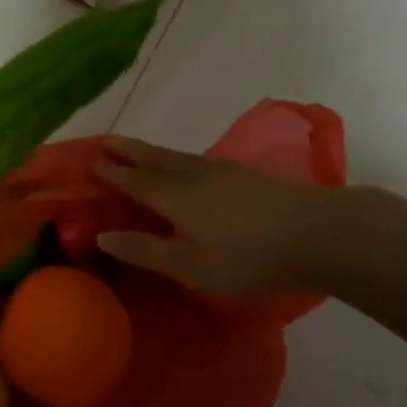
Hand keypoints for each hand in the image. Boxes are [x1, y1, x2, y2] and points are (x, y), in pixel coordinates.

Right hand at [94, 136, 343, 297]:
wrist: (316, 233)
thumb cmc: (246, 256)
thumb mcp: (189, 265)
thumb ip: (145, 250)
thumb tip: (101, 236)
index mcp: (172, 195)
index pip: (132, 180)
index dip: (111, 173)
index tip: (90, 163)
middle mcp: (190, 175)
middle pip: (152, 158)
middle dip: (127, 150)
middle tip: (105, 140)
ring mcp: (220, 171)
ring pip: (175, 156)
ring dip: (150, 151)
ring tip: (137, 149)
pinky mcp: (244, 175)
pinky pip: (195, 159)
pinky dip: (177, 158)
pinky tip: (185, 164)